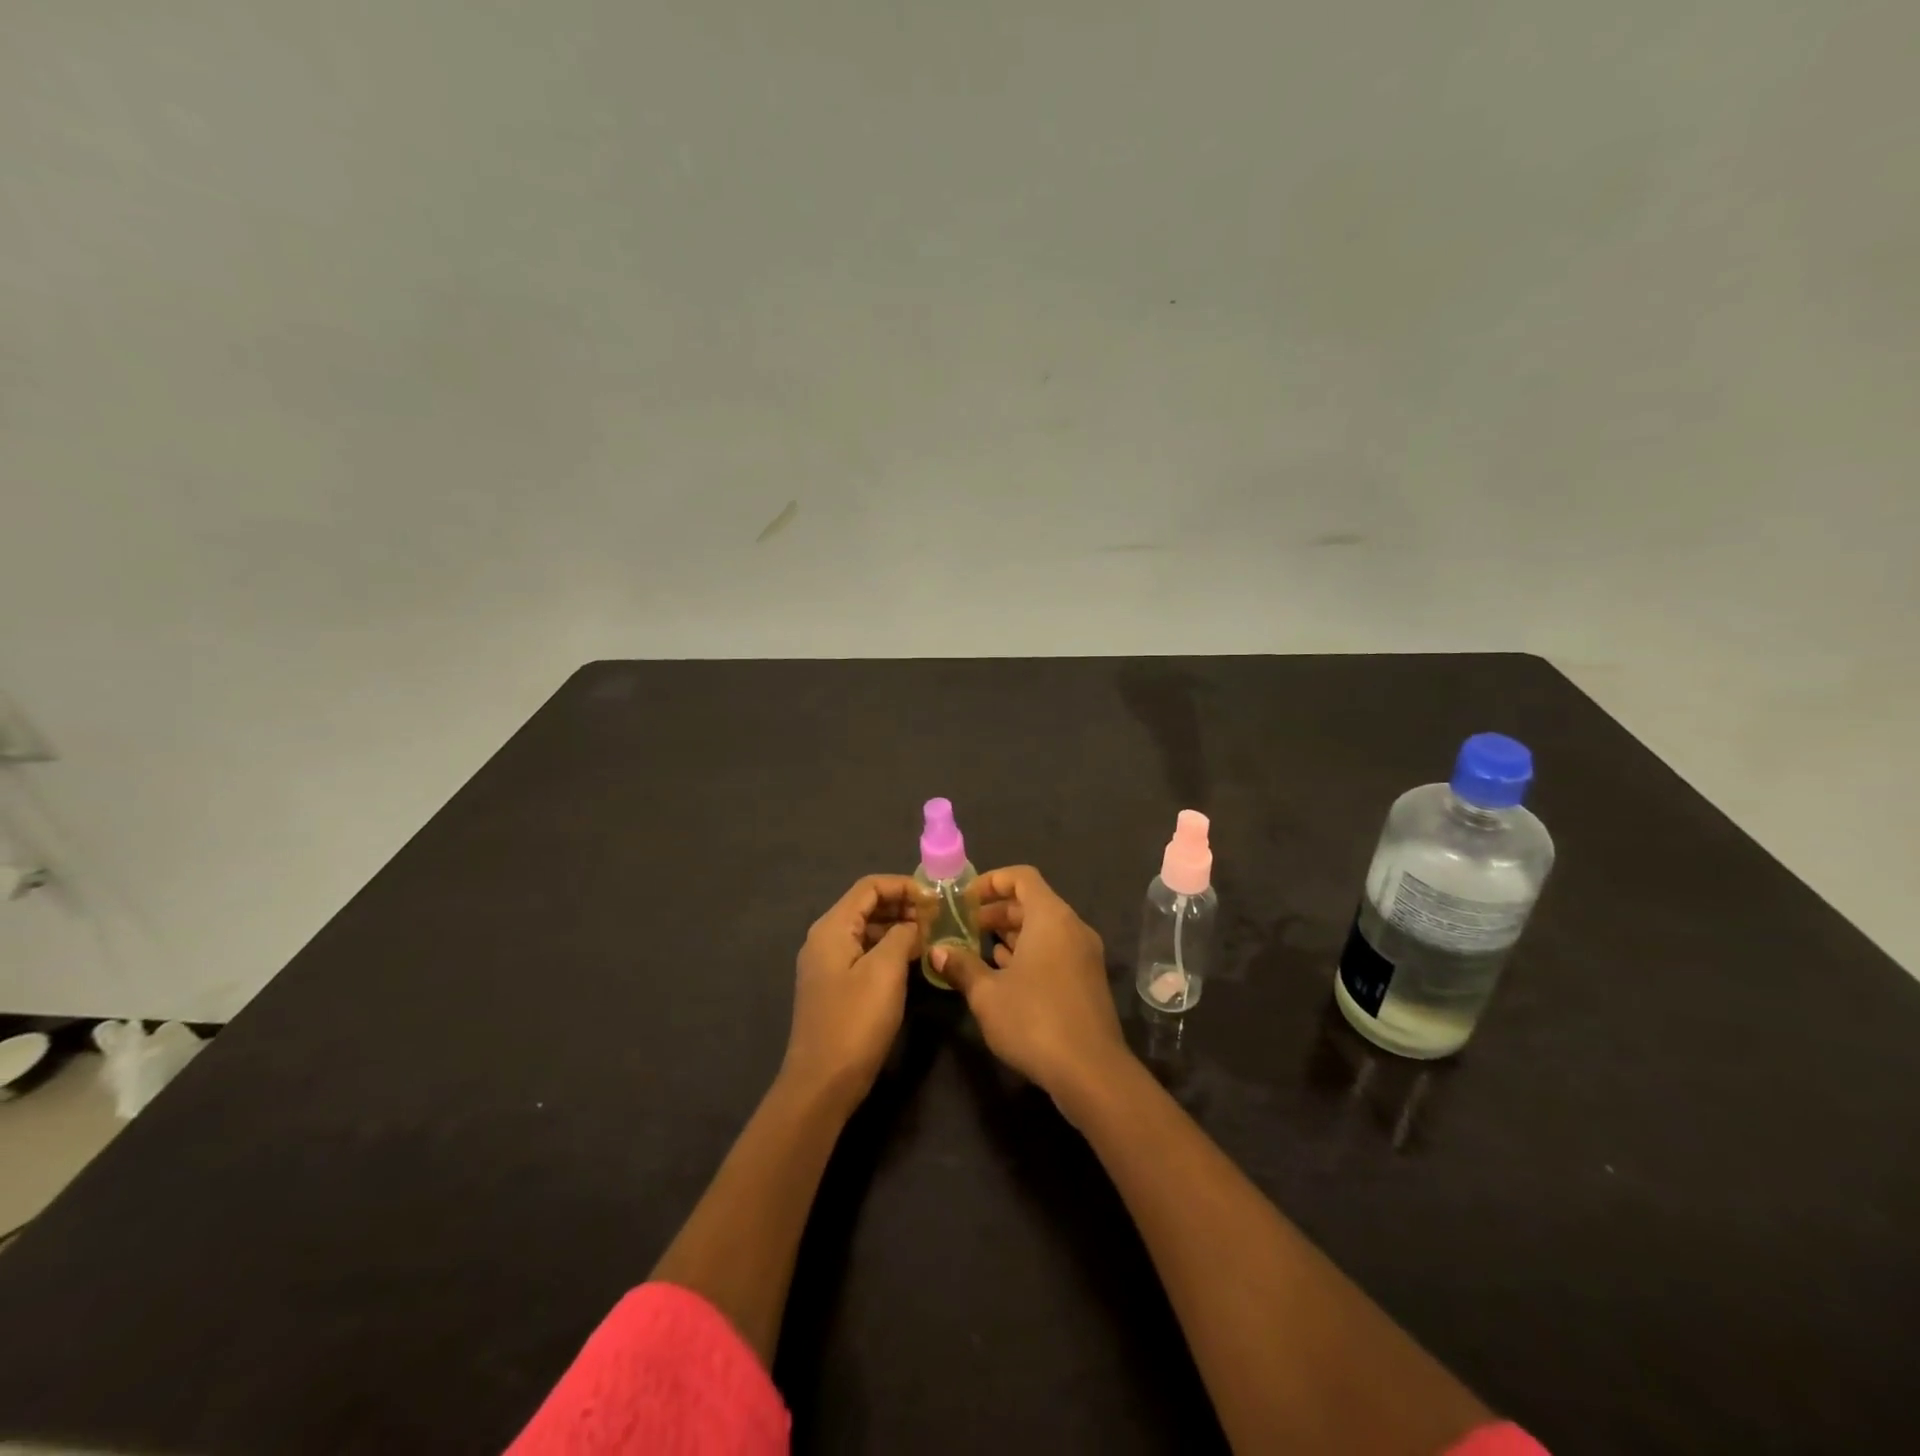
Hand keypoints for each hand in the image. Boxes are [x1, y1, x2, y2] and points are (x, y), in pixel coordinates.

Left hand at [783, 875, 921, 1109]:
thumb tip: (914, 924)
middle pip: (866, 905)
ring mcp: (828, 964)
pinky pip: (864, 952)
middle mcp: (825, 938)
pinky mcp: (835, 985)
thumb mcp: (885, 971)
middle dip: (902, 904)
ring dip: (898, 926)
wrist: (822, 1083)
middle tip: (938, 915)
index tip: (935, 896)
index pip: (869, 886)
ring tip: (932, 934)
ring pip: (867, 929)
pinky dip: (889, 948)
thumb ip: (902, 935)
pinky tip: (913, 959)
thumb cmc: (855, 1021)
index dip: (903, 884)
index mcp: (831, 928)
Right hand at [929, 866, 1132, 1105]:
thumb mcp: (987, 994)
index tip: (965, 899)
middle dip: (996, 911)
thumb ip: (961, 966)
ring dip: (1011, 934)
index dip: (991, 881)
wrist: (1091, 1072)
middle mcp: (1072, 928)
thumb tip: (937, 951)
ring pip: (1043, 929)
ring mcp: (1084, 955)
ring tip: (976, 948)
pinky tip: (1004, 972)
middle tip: (963, 926)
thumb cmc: (1034, 1020)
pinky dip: (1029, 953)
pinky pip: (1054, 951)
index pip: (1022, 877)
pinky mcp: (1087, 981)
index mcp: (1051, 917)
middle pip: (1032, 903)